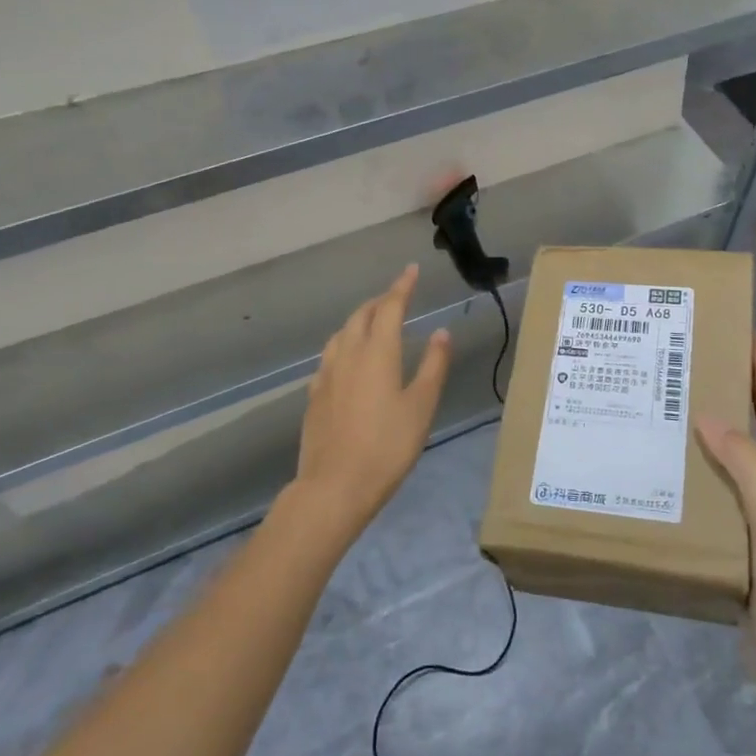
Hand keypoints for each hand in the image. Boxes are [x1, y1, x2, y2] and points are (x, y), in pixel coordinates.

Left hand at [290, 264, 451, 541]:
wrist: (334, 486)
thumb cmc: (387, 446)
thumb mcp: (421, 406)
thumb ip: (433, 365)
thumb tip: (441, 332)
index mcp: (378, 352)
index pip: (390, 306)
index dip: (402, 286)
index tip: (411, 270)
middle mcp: (348, 354)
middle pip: (362, 315)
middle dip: (380, 301)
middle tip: (397, 297)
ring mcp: (326, 374)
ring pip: (342, 333)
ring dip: (360, 319)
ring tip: (374, 322)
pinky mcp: (314, 395)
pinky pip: (330, 355)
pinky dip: (344, 344)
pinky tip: (349, 359)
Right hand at [696, 333, 755, 665]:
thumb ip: (745, 462)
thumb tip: (708, 415)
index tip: (752, 333)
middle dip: (741, 392)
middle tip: (705, 362)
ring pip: (740, 456)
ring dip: (719, 428)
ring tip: (683, 404)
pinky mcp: (747, 535)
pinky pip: (725, 486)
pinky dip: (706, 467)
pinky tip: (678, 466)